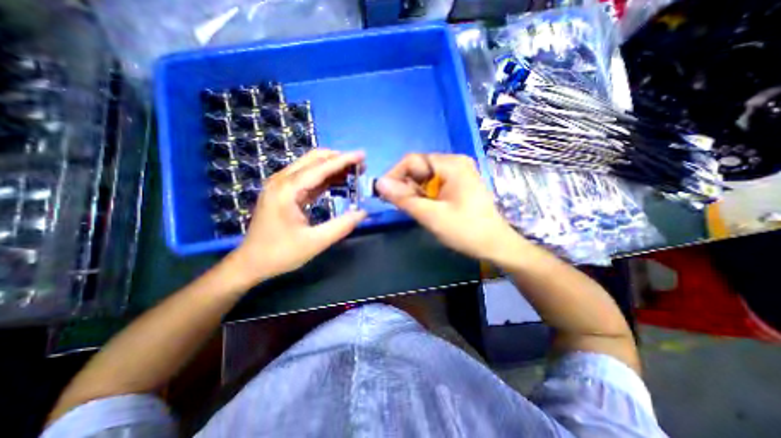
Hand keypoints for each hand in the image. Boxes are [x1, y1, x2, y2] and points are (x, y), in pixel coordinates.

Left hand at [227, 148, 367, 281]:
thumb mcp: (315, 242)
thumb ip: (342, 226)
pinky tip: (339, 181)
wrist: (251, 263)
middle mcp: (282, 181)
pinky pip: (308, 178)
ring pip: (311, 166)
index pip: (320, 168)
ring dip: (333, 166)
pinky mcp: (284, 192)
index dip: (343, 160)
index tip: (362, 155)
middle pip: (314, 159)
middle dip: (339, 159)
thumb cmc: (281, 254)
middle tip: (360, 166)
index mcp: (287, 190)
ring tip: (354, 172)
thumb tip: (363, 212)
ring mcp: (281, 185)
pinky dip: (325, 177)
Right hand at [376, 153, 522, 259]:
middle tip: (399, 206)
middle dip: (405, 186)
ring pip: (425, 177)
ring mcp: (458, 173)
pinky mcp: (458, 184)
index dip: (394, 175)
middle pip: (419, 168)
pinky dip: (424, 195)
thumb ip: (404, 198)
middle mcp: (455, 162)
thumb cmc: (466, 230)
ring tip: (412, 210)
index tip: (383, 194)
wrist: (495, 245)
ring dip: (414, 192)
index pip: (412, 160)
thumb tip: (378, 183)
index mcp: (451, 164)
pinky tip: (424, 208)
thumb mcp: (431, 215)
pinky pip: (433, 184)